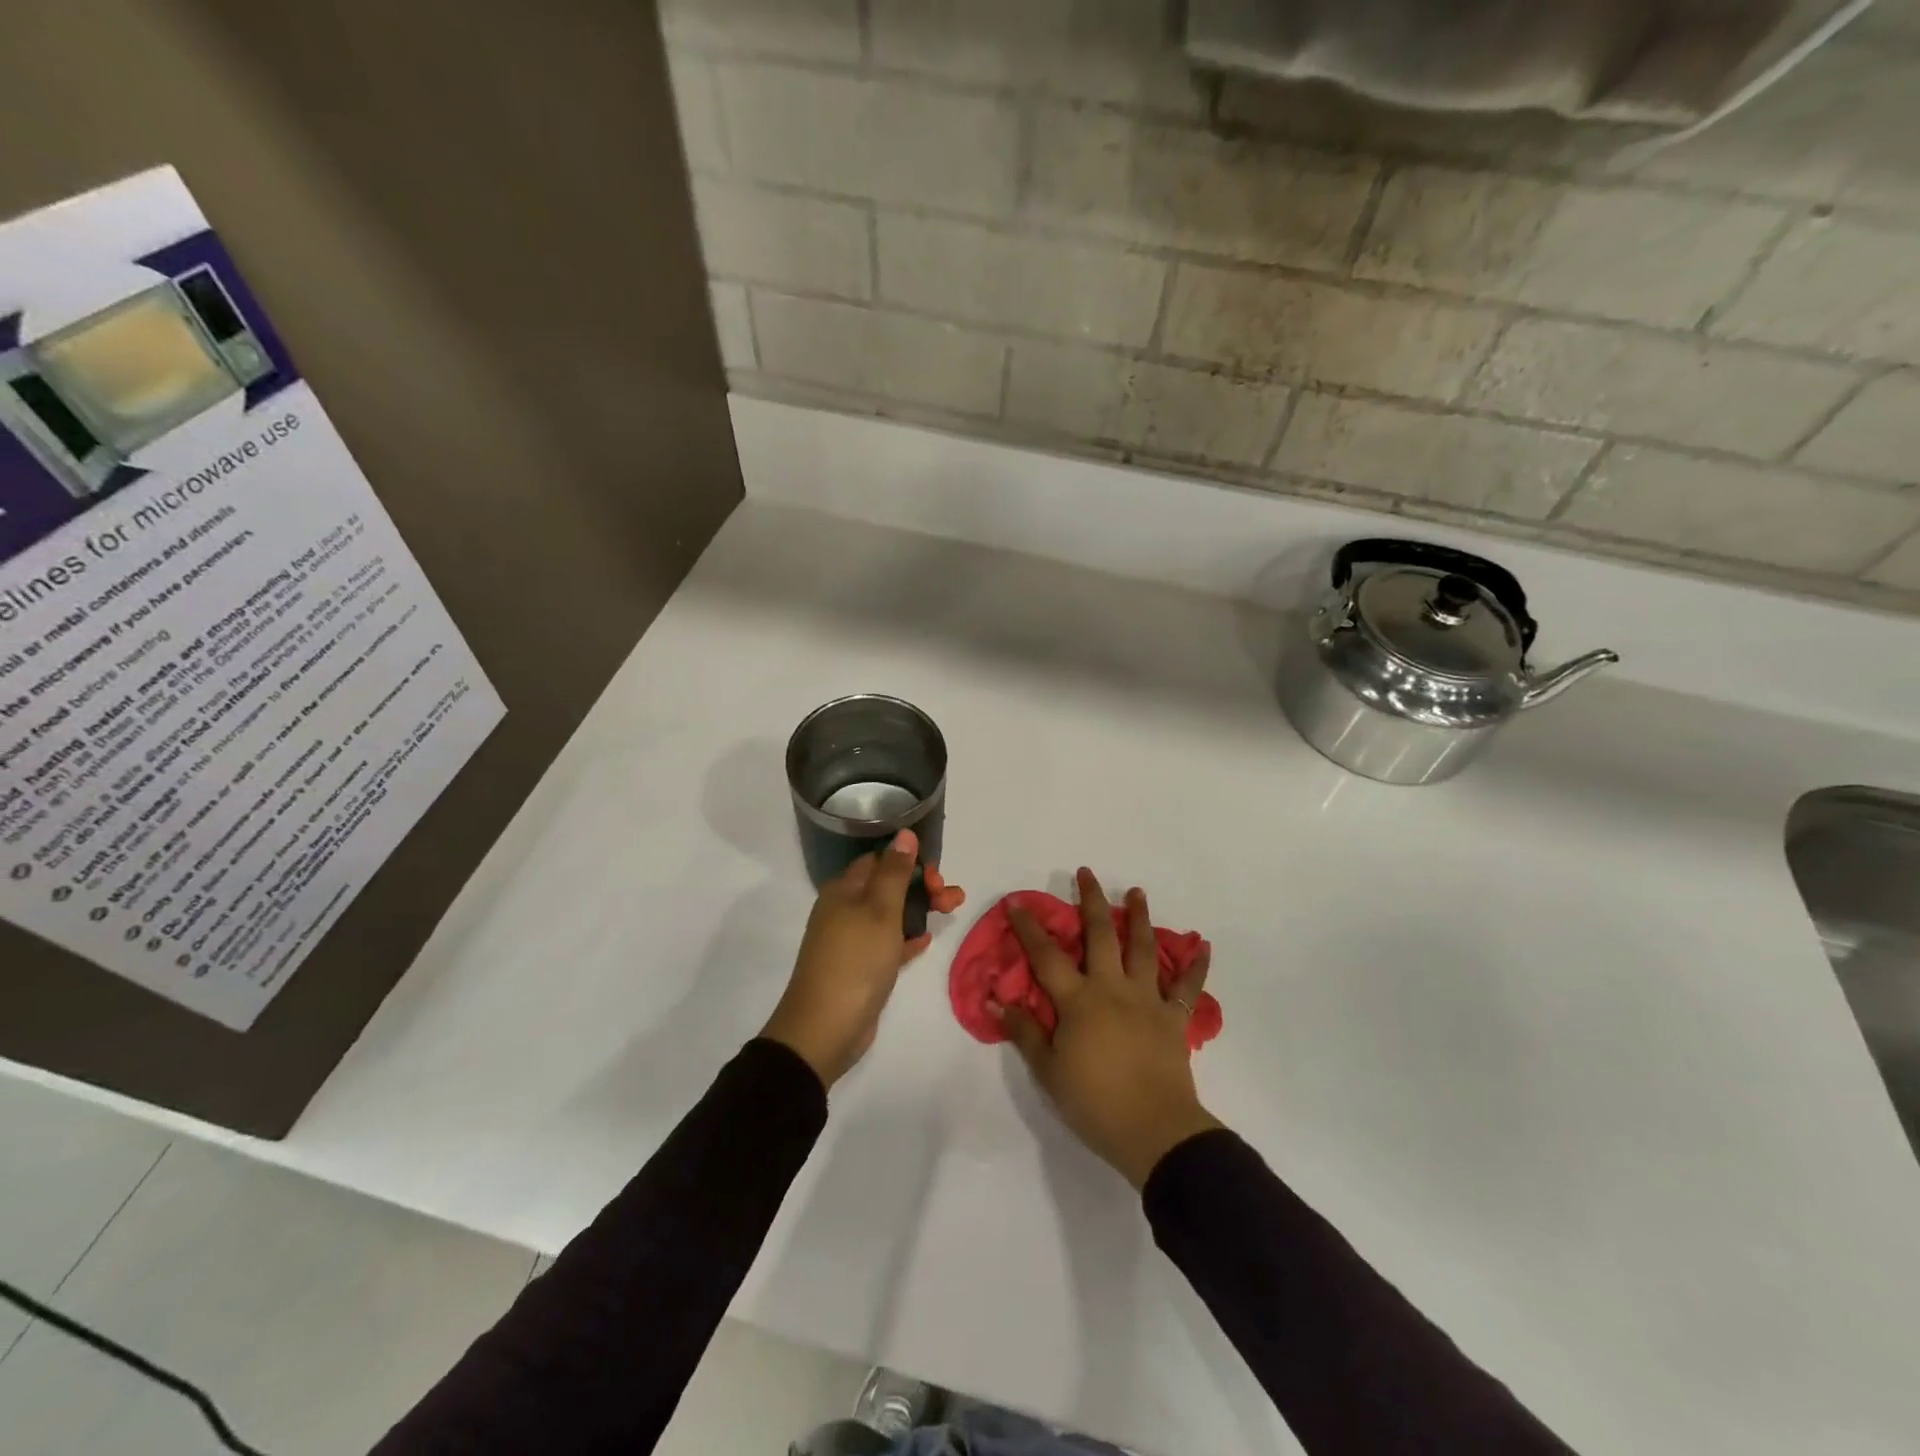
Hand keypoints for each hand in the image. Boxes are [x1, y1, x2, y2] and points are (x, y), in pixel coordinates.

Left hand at [762, 829, 964, 1087]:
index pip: (879, 860)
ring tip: (953, 911)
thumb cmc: (855, 960)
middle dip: (922, 886)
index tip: (936, 875)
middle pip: (888, 885)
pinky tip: (926, 940)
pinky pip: (887, 943)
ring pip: (891, 914)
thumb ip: (895, 871)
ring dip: (920, 909)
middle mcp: (844, 909)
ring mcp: (851, 939)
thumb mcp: (880, 910)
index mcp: (844, 889)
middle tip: (952, 898)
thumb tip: (905, 833)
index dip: (909, 861)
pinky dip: (906, 937)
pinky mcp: (860, 967)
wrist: (825, 1028)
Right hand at [996, 868, 1219, 1188]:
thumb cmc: (1094, 1102)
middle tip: (1087, 873)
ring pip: (1144, 949)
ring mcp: (1147, 1000)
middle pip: (1101, 935)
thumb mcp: (1048, 1071)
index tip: (1017, 902)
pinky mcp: (1173, 1018)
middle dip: (1091, 901)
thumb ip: (1024, 1031)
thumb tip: (997, 999)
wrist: (1154, 1132)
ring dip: (1140, 917)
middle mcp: (1112, 988)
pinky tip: (1204, 947)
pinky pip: (1187, 988)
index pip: (1046, 956)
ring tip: (1137, 892)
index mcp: (1078, 1001)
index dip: (1029, 928)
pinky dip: (1196, 966)